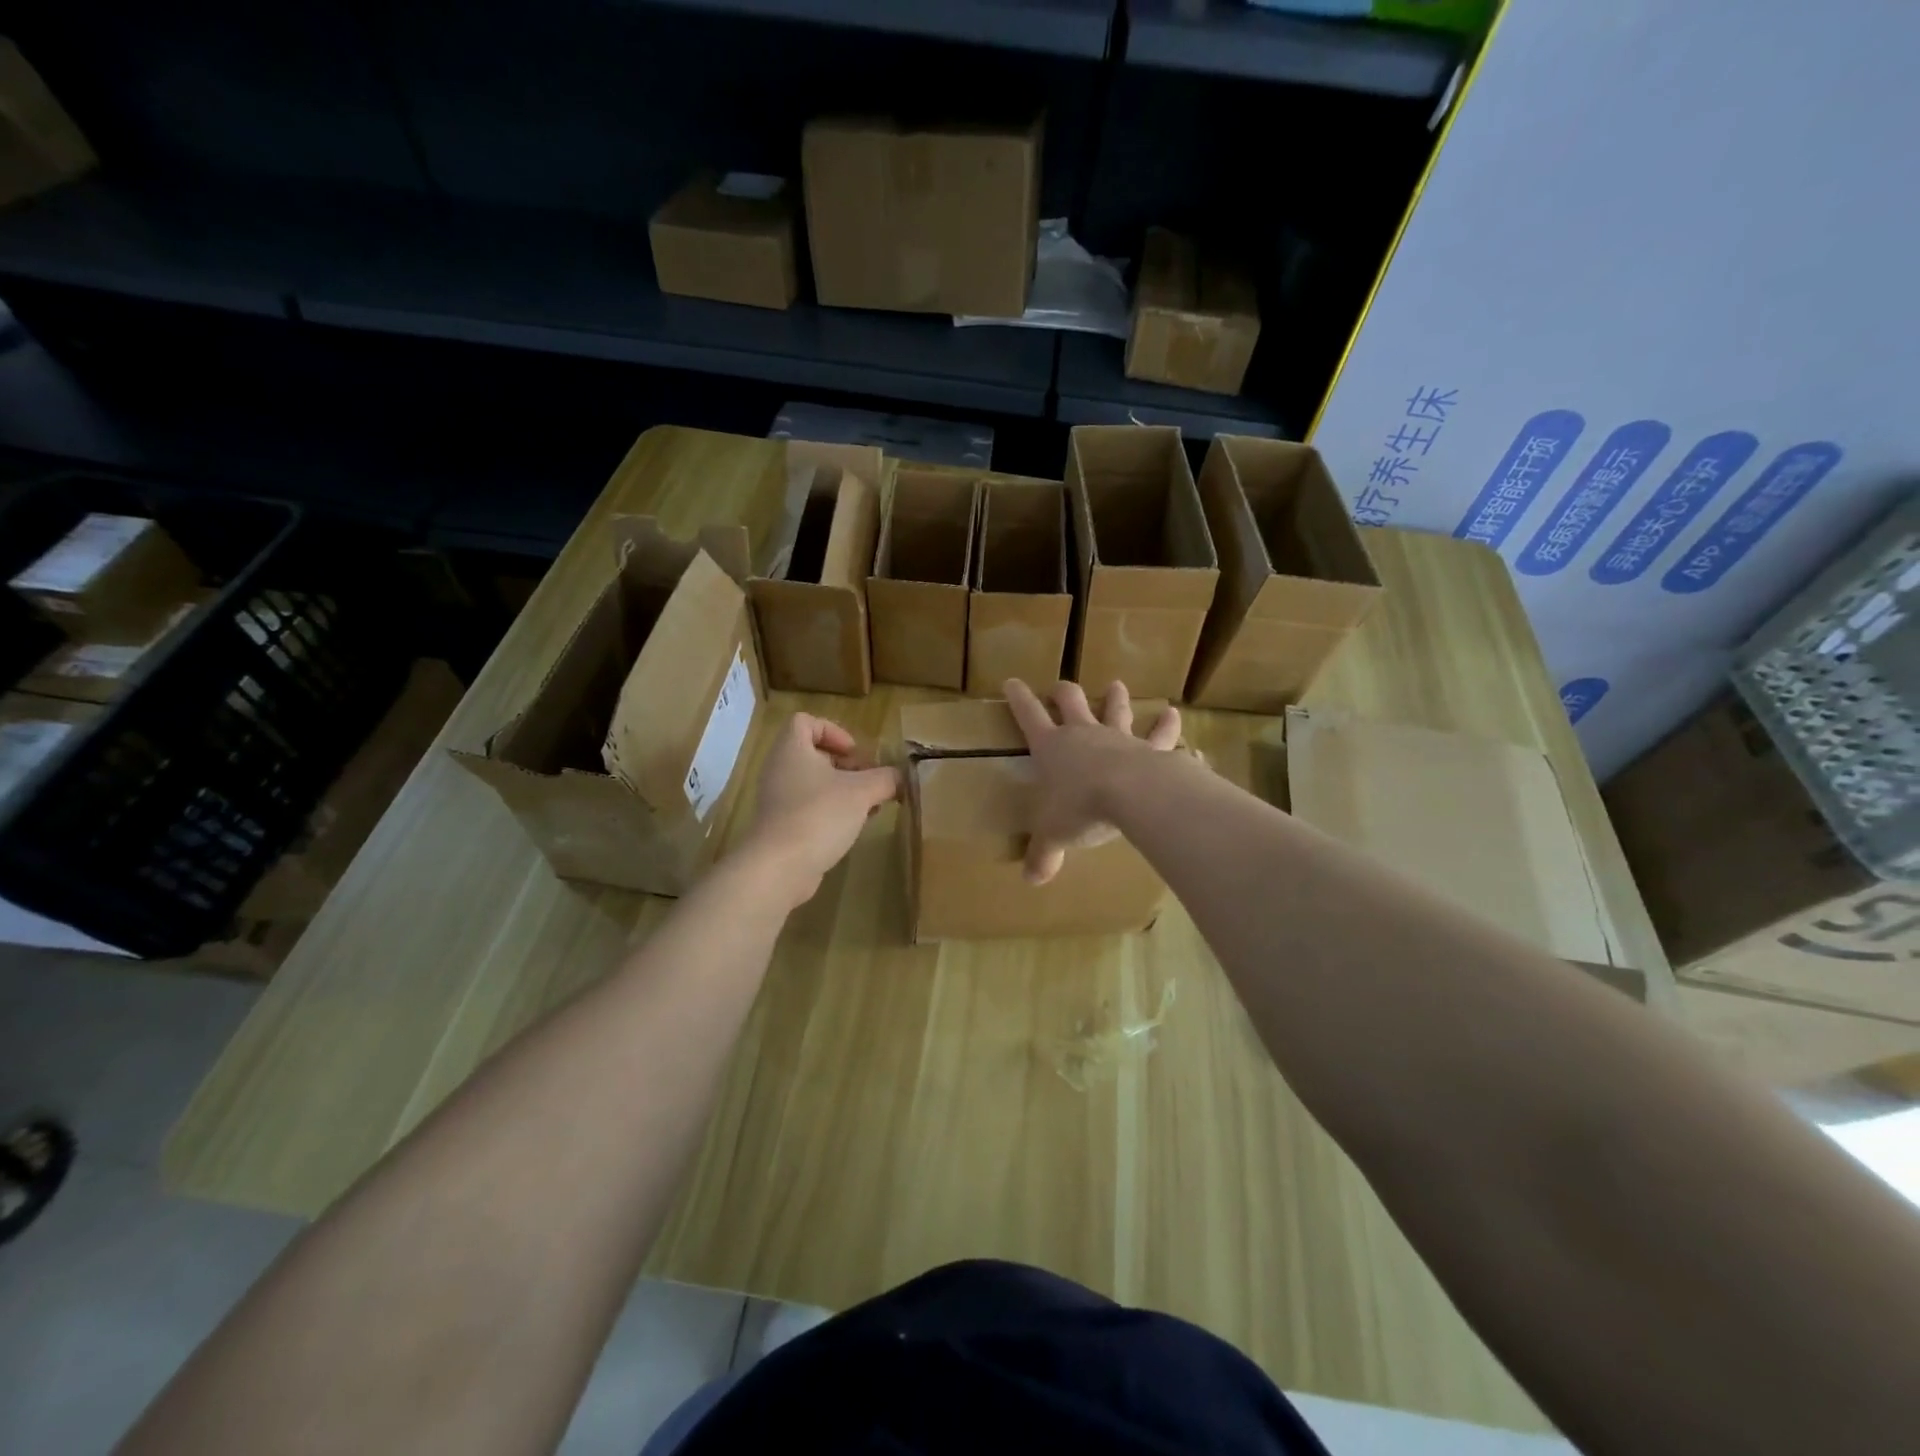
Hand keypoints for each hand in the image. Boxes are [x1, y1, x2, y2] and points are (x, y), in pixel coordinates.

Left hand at [740, 713, 898, 905]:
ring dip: (843, 791)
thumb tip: (901, 777)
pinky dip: (831, 812)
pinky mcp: (781, 827)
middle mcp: (779, 769)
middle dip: (846, 765)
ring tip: (869, 807)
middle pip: (814, 754)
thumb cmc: (819, 815)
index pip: (805, 722)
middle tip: (870, 782)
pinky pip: (809, 808)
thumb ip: (886, 779)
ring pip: (814, 784)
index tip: (855, 754)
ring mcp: (777, 800)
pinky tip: (853, 828)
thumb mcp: (862, 792)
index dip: (833, 731)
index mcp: (792, 749)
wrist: (779, 867)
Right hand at [1004, 679, 1180, 885]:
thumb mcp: (1054, 835)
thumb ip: (1043, 854)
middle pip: (1071, 702)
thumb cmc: (1080, 808)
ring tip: (1117, 685)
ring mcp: (1119, 738)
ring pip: (1116, 710)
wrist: (1132, 794)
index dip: (1019, 698)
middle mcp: (1083, 734)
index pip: (1028, 716)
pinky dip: (1168, 727)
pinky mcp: (1151, 750)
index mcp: (1052, 747)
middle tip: (1060, 687)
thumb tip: (1031, 879)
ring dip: (1115, 698)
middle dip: (1063, 693)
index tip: (1012, 682)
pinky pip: (1162, 737)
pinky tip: (1175, 715)